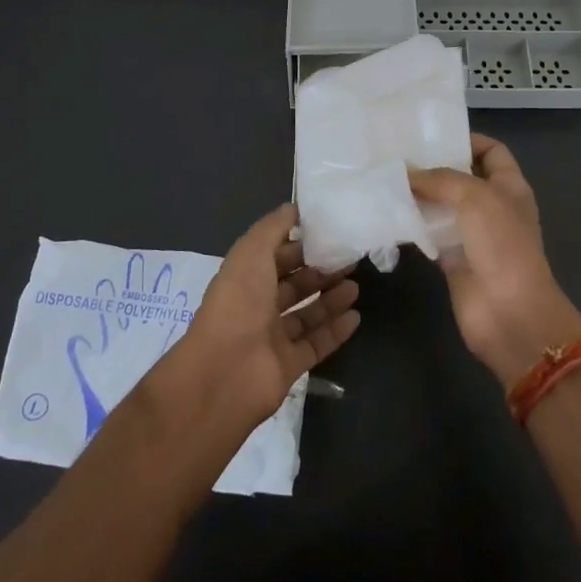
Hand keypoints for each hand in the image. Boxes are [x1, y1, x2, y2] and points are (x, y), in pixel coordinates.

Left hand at [165, 203, 360, 427]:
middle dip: (320, 271)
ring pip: (307, 314)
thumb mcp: (252, 252)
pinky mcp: (287, 366)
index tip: (330, 234)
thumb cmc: (238, 303)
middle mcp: (257, 306)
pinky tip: (355, 317)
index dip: (300, 245)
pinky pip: (316, 345)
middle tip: (351, 260)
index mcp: (245, 277)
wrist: (224, 373)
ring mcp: (272, 338)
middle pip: (294, 285)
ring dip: (331, 299)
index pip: (276, 256)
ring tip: (356, 286)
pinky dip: (335, 331)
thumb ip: (273, 227)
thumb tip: (293, 208)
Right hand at [410, 134, 580, 389]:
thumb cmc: (502, 246)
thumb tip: (406, 173)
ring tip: (384, 177)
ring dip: (417, 195)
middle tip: (396, 153)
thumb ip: (440, 179)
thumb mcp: (476, 198)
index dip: (467, 139)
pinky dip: (411, 224)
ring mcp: (472, 234)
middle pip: (461, 177)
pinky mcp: (452, 259)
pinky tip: (386, 212)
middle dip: (433, 166)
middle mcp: (491, 206)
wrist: (509, 313)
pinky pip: (428, 234)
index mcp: (509, 186)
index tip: (431, 135)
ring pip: (441, 205)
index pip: (492, 151)